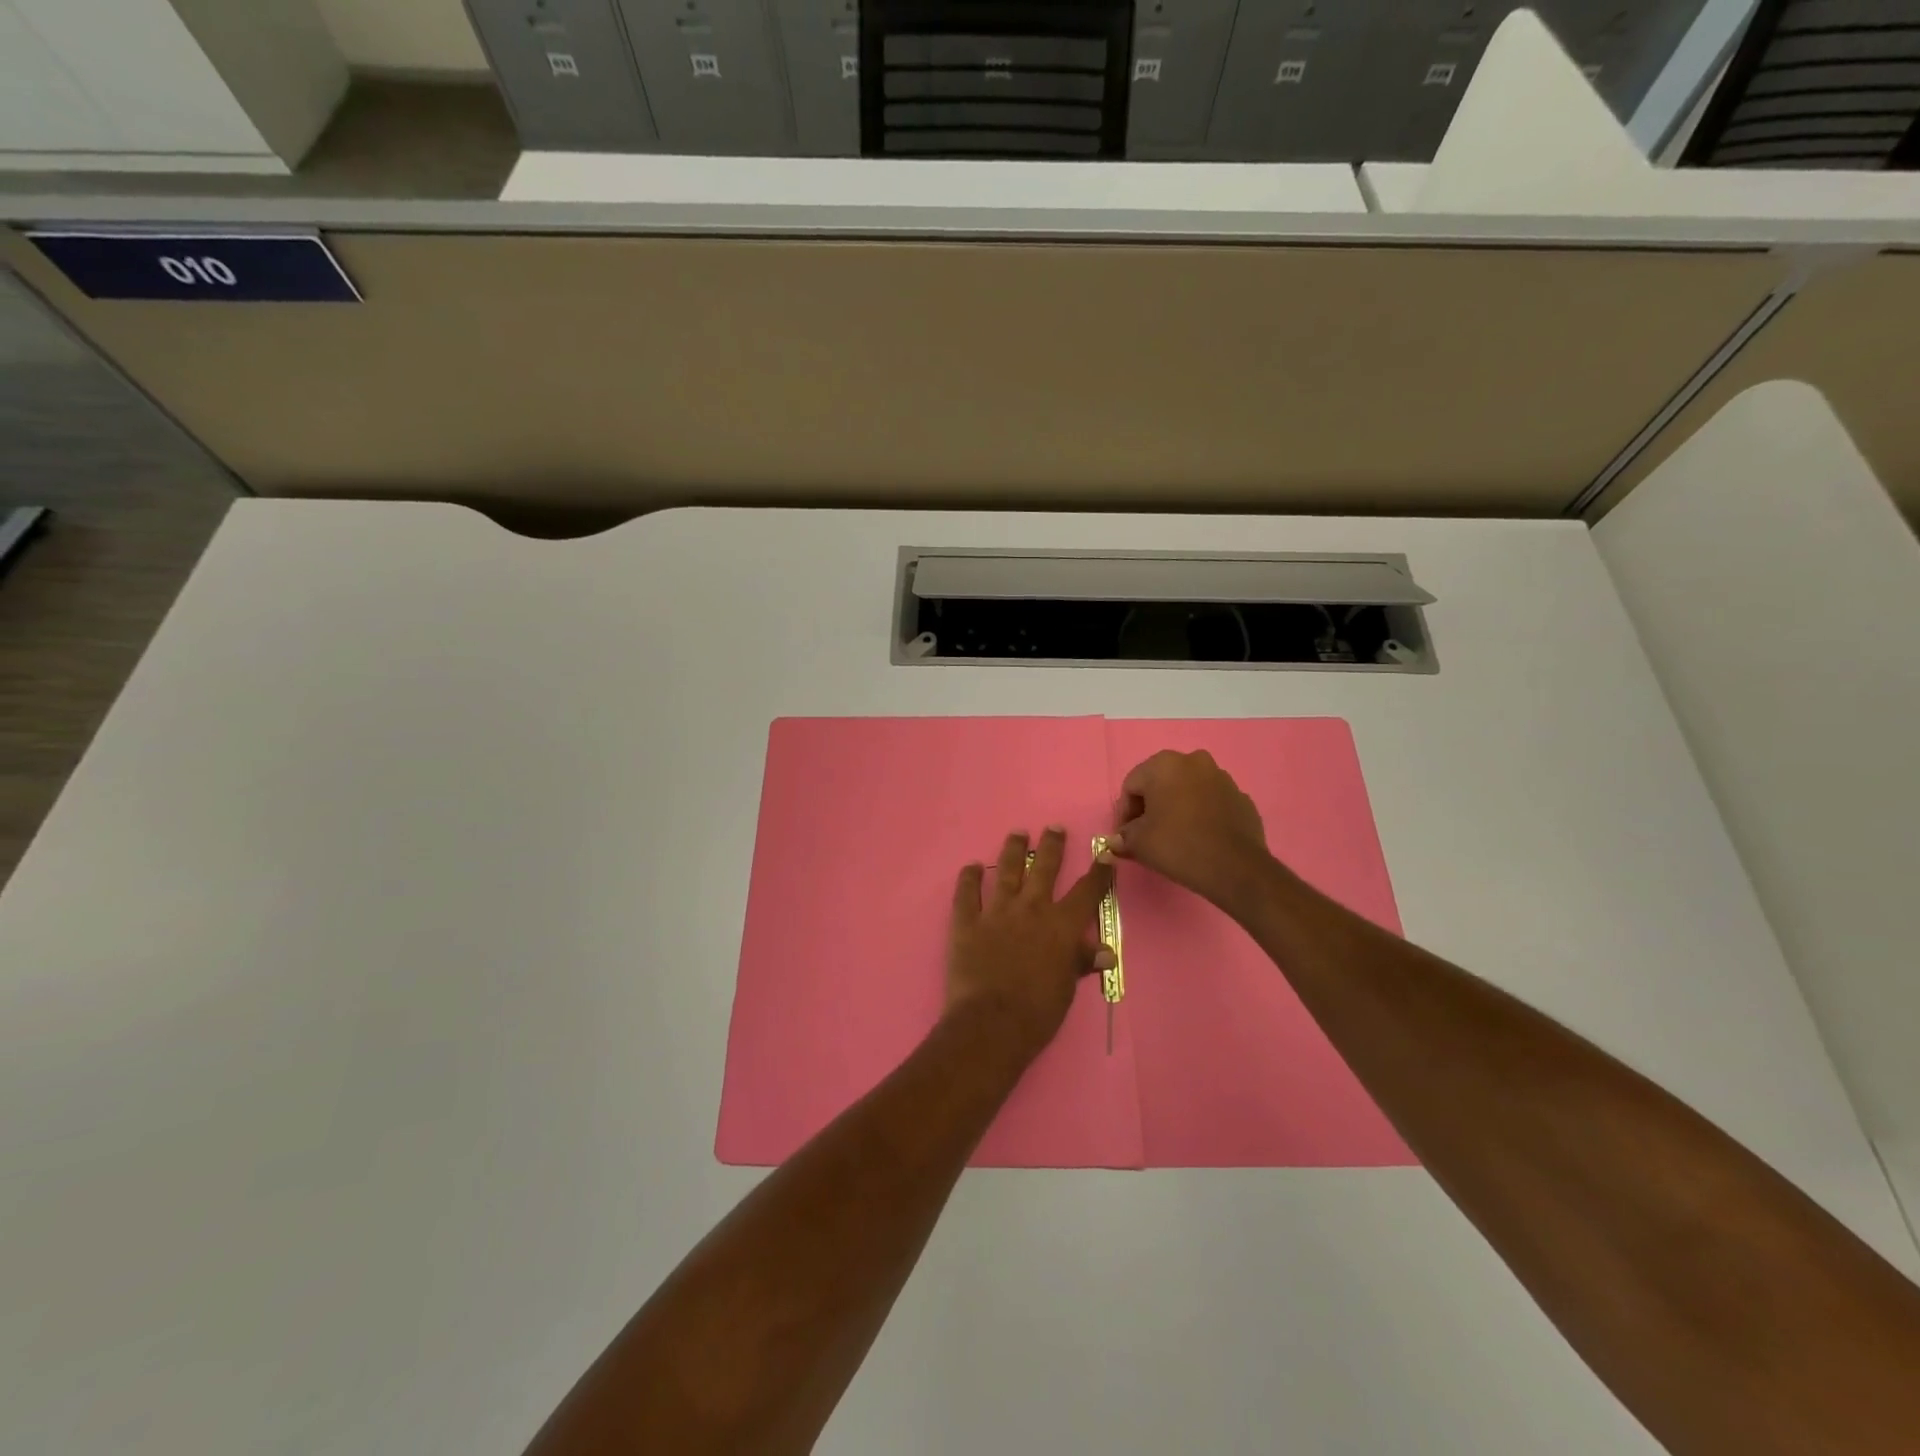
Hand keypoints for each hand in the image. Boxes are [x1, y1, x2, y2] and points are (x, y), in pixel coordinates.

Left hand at [946, 827, 1114, 1060]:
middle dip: (1051, 846)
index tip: (1105, 854)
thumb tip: (1105, 952)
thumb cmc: (1038, 1012)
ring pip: (1006, 871)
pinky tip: (971, 866)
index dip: (1099, 872)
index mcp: (1061, 926)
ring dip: (1013, 850)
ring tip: (1017, 834)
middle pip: (1044, 868)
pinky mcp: (966, 922)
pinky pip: (966, 893)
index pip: (1087, 892)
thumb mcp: (1067, 988)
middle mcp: (1031, 909)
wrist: (992, 1023)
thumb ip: (1081, 962)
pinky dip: (968, 878)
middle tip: (1053, 827)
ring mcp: (996, 912)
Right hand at [1107, 750, 1275, 913]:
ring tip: (1175, 836)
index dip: (1125, 812)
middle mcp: (1194, 761)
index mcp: (1164, 764)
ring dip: (1177, 807)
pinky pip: (1211, 802)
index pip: (1131, 786)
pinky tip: (1200, 837)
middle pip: (1160, 783)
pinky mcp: (1241, 797)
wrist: (1235, 868)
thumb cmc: (1178, 846)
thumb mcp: (1139, 843)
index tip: (1126, 836)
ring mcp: (1222, 777)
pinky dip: (1201, 814)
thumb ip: (1124, 837)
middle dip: (1151, 806)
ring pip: (1188, 790)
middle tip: (1147, 834)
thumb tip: (1117, 840)